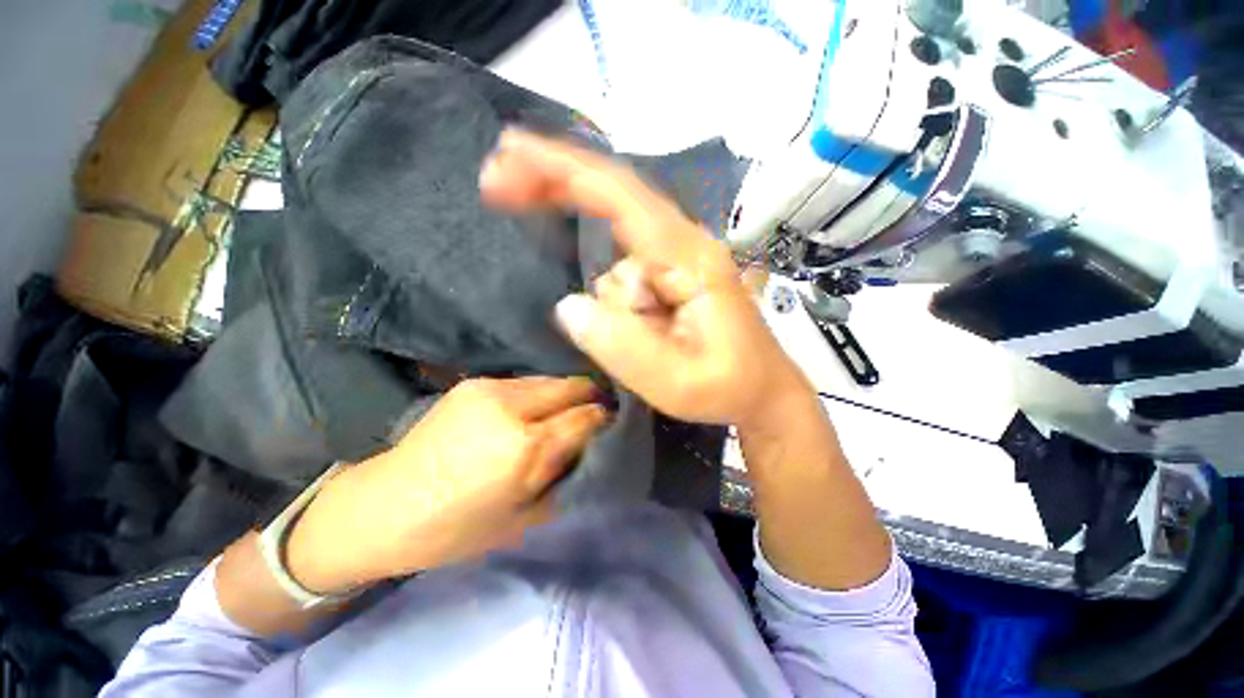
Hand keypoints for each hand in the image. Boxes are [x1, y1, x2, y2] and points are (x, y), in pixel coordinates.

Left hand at [285, 377, 608, 592]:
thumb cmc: (456, 529)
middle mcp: (512, 408)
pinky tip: (535, 410)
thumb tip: (593, 448)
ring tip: (566, 411)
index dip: (606, 418)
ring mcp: (490, 388)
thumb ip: (566, 477)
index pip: (587, 416)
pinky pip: (525, 382)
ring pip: (551, 379)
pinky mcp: (474, 382)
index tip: (614, 423)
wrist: (384, 506)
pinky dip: (540, 394)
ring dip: (565, 394)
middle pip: (573, 386)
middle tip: (597, 412)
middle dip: (591, 397)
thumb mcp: (525, 518)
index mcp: (526, 449)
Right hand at [480, 129, 810, 428]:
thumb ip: (620, 345)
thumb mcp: (674, 382)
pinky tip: (645, 334)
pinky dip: (619, 304)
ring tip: (650, 347)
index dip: (563, 168)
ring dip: (613, 306)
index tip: (510, 150)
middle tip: (499, 188)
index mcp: (688, 260)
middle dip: (556, 191)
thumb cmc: (729, 388)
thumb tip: (568, 306)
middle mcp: (683, 246)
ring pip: (615, 263)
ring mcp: (678, 260)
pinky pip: (627, 278)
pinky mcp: (672, 277)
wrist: (764, 392)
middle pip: (612, 201)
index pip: (620, 196)